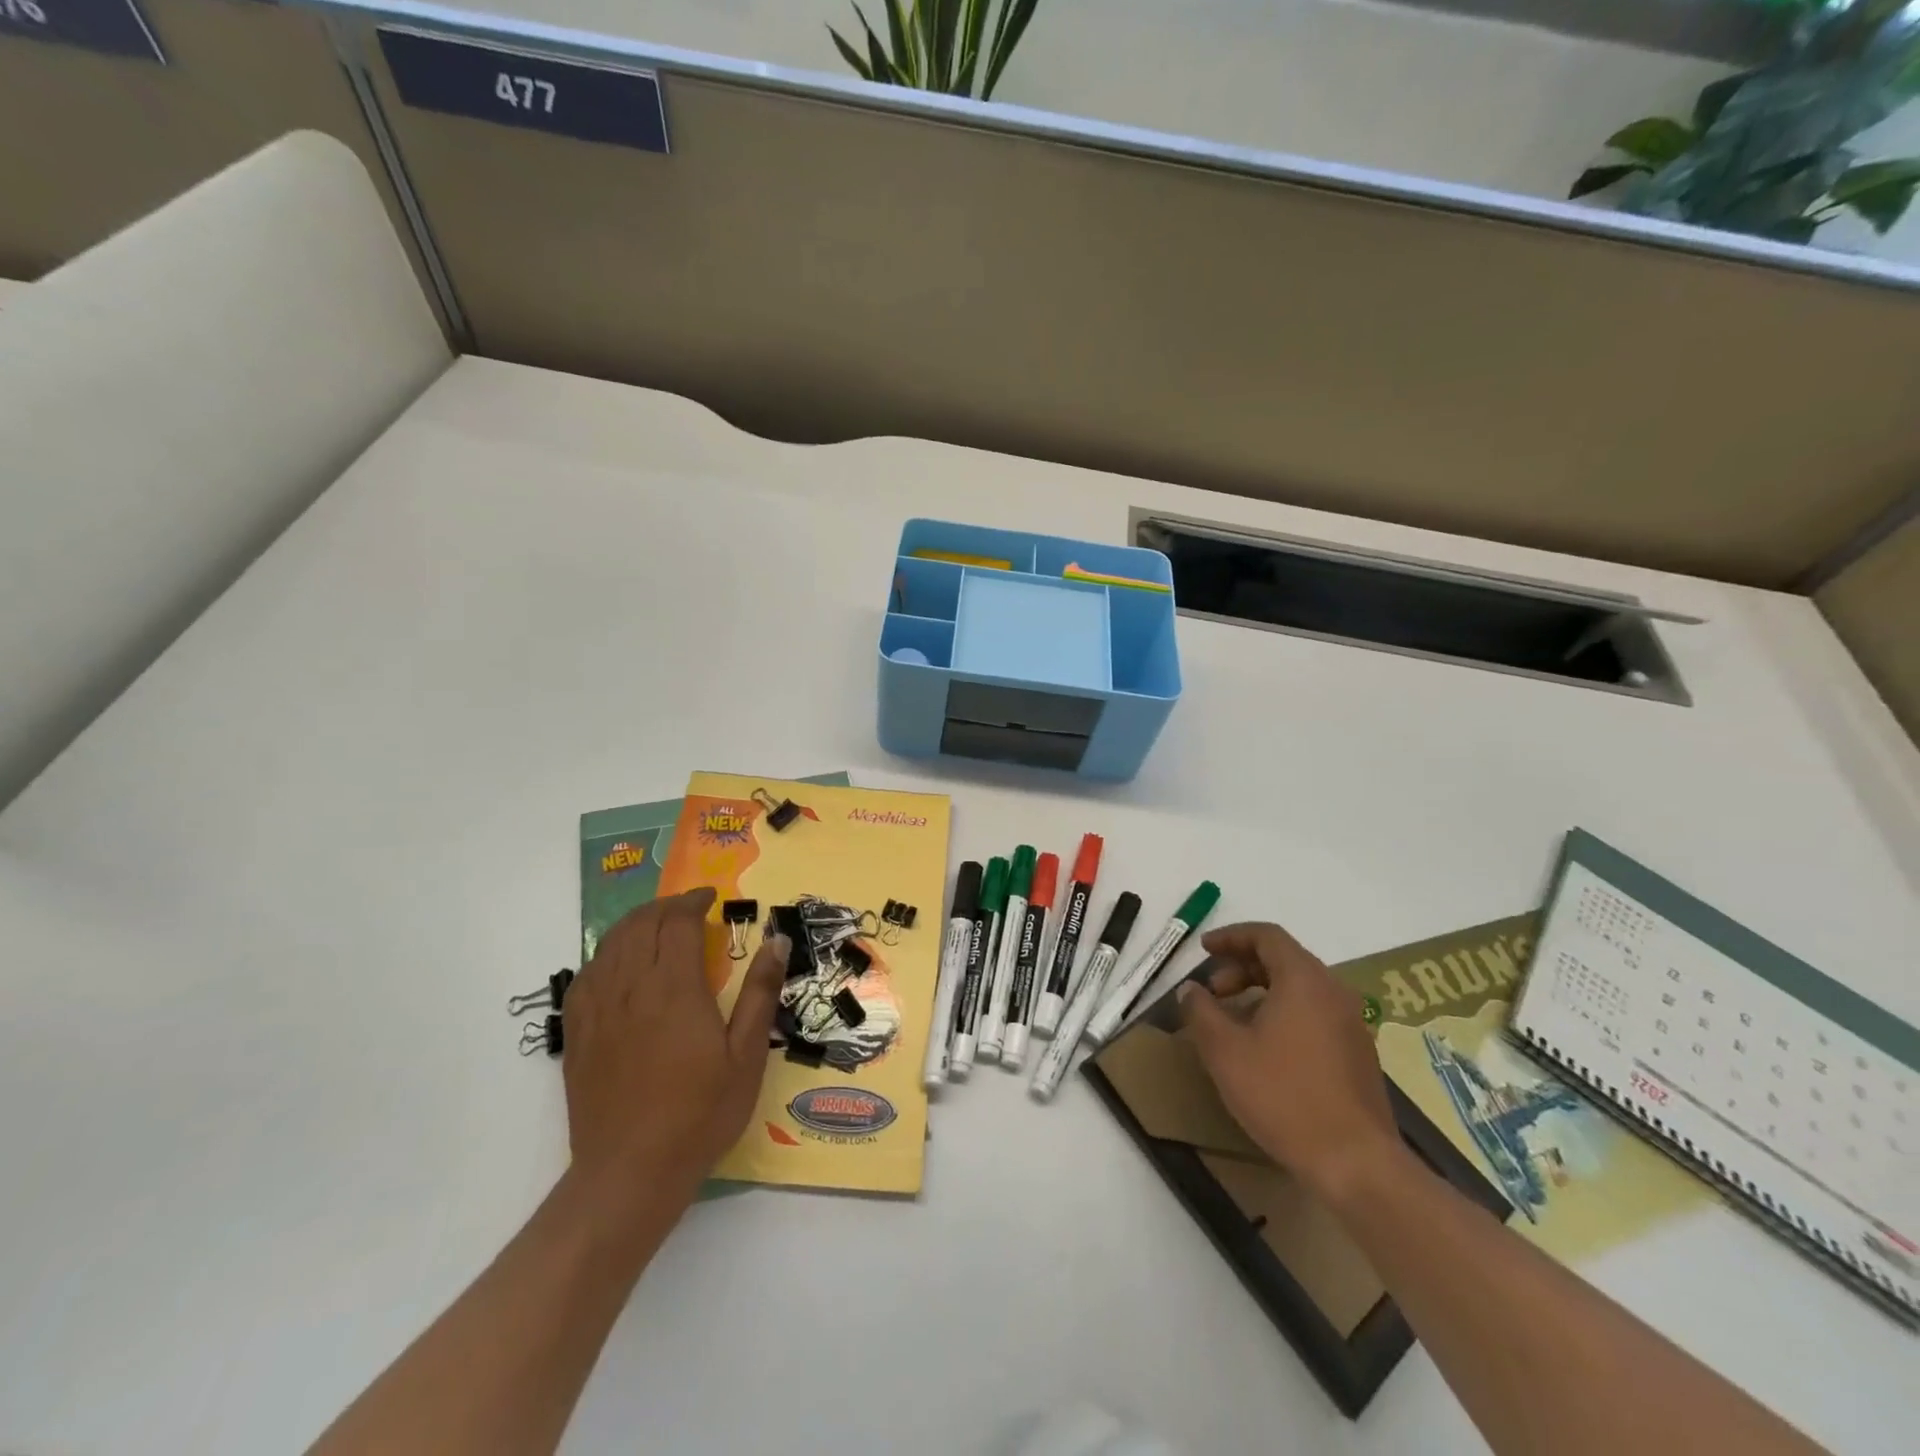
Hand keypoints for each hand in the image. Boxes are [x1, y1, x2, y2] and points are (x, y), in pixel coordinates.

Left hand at [561, 888, 789, 1207]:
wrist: (630, 1173)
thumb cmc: (700, 1114)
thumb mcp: (746, 1056)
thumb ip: (759, 993)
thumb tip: (777, 941)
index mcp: (674, 989)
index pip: (677, 924)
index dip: (694, 902)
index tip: (711, 898)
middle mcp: (631, 989)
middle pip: (640, 925)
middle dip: (665, 907)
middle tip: (688, 908)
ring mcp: (599, 1011)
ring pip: (610, 944)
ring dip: (635, 923)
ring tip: (657, 925)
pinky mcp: (579, 1033)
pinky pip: (585, 975)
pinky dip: (605, 955)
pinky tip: (617, 963)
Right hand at [1179, 922, 1404, 1204]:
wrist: (1357, 1163)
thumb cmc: (1284, 1096)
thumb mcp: (1225, 1051)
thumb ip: (1201, 1011)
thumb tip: (1191, 989)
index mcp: (1304, 980)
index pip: (1267, 936)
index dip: (1231, 936)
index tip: (1203, 949)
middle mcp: (1333, 992)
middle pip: (1284, 959)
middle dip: (1242, 967)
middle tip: (1212, 991)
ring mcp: (1351, 1024)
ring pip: (1300, 988)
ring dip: (1261, 991)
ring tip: (1233, 1020)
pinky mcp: (1358, 1054)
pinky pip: (1315, 1014)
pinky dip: (1283, 1013)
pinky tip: (1264, 1048)